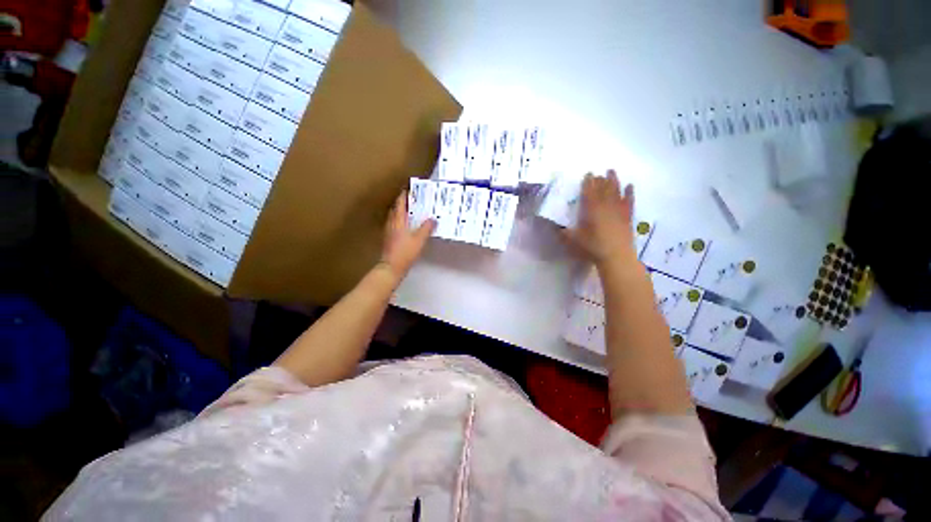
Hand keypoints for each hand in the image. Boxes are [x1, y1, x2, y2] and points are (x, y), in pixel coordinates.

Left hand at [379, 190, 434, 283]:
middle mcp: (392, 223)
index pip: (400, 203)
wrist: (391, 267)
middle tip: (414, 200)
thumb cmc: (405, 252)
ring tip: (412, 212)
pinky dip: (401, 221)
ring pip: (395, 217)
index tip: (411, 189)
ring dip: (402, 212)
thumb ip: (426, 228)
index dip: (405, 195)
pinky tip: (407, 226)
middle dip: (404, 203)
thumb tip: (433, 219)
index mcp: (398, 220)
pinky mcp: (389, 239)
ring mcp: (389, 231)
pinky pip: (395, 225)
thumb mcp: (419, 239)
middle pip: (396, 208)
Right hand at [565, 170, 636, 269]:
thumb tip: (556, 227)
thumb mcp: (573, 241)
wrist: (616, 256)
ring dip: (614, 180)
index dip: (587, 182)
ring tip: (612, 171)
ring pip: (616, 191)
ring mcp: (618, 210)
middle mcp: (605, 206)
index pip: (589, 192)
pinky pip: (629, 201)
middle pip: (603, 189)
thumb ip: (564, 233)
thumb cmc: (592, 247)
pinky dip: (630, 193)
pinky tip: (630, 186)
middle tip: (598, 172)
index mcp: (591, 210)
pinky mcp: (628, 217)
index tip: (587, 174)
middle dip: (600, 179)